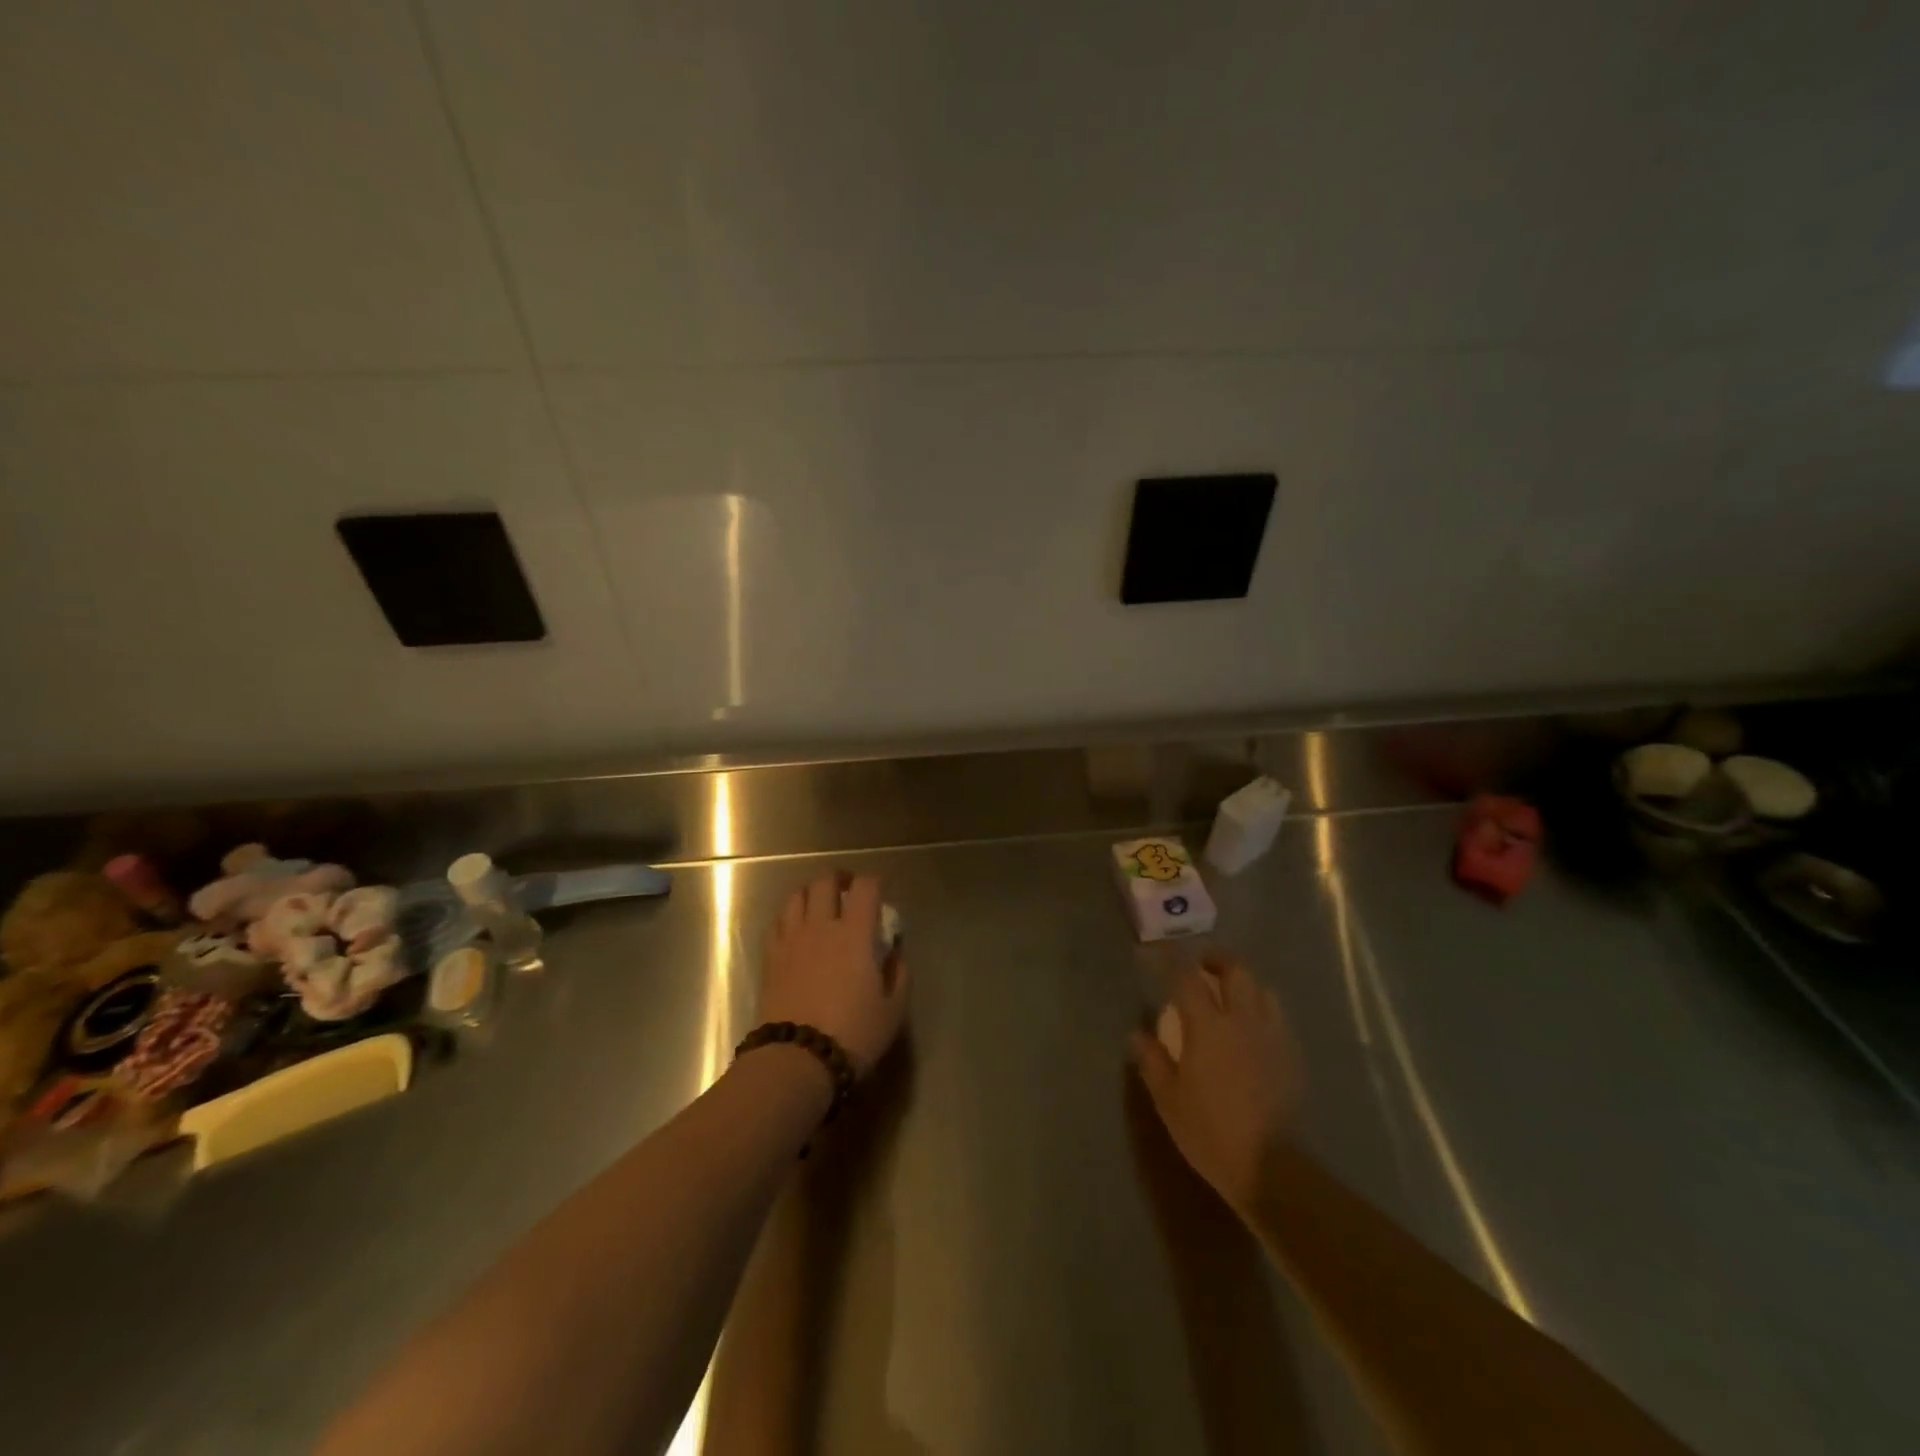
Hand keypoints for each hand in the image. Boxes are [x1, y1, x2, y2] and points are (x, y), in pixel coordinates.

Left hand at [760, 874, 907, 1074]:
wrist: (797, 1060)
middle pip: (825, 881)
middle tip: (847, 890)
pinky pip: (778, 921)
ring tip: (819, 905)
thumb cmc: (853, 1034)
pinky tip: (796, 929)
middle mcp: (821, 926)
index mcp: (855, 933)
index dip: (875, 881)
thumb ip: (899, 975)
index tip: (880, 889)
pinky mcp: (770, 957)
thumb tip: (895, 954)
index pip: (865, 887)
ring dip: (811, 893)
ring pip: (796, 895)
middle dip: (838, 878)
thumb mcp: (893, 1010)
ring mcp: (791, 939)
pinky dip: (789, 916)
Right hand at [1132, 958, 1301, 1216]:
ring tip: (1231, 994)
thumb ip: (1152, 1061)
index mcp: (1208, 1026)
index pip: (1189, 979)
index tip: (1164, 954)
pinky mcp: (1292, 1056)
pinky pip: (1278, 1017)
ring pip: (1263, 990)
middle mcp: (1242, 1020)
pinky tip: (1253, 1028)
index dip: (1175, 962)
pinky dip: (1263, 1010)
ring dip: (1245, 983)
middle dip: (1218, 960)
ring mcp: (1272, 1036)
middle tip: (1202, 966)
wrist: (1272, 1168)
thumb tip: (1137, 1033)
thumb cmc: (1211, 1132)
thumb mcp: (1169, 1099)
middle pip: (1236, 971)